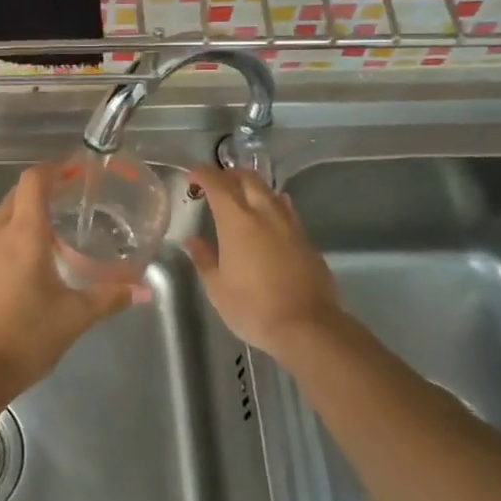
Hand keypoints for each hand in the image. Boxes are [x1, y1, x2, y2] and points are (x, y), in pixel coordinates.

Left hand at [0, 163, 133, 402]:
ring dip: (24, 212)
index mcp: (22, 233)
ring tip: (53, 228)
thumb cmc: (26, 335)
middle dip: (42, 190)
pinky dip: (11, 234)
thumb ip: (109, 297)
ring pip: (1, 215)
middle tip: (72, 199)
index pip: (33, 181)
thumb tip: (144, 289)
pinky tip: (29, 260)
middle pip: (16, 194)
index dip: (53, 169)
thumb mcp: (75, 316)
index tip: (76, 171)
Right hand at [184, 166, 345, 359]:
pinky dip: (272, 205)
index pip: (217, 183)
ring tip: (241, 198)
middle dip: (229, 174)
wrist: (307, 326)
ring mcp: (289, 224)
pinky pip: (286, 209)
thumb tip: (193, 241)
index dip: (203, 174)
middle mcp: (264, 213)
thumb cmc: (253, 307)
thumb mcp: (217, 288)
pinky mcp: (306, 239)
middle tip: (216, 184)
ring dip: (252, 187)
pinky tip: (268, 217)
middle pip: (248, 178)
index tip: (193, 176)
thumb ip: (204, 259)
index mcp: (236, 220)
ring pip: (269, 191)